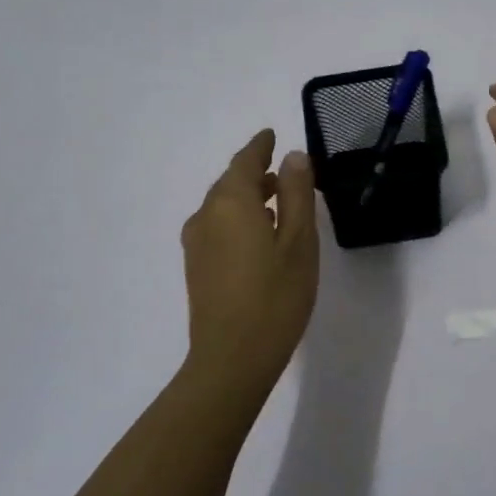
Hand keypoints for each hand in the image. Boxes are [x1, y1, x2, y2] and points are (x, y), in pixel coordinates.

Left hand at [181, 130, 319, 390]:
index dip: (260, 146)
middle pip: (230, 182)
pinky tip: (258, 236)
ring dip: (247, 198)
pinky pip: (217, 227)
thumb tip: (292, 157)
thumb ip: (296, 194)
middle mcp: (206, 216)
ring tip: (277, 204)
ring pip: (222, 206)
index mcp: (231, 203)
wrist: (232, 359)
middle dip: (255, 173)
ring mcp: (197, 243)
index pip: (245, 161)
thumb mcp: (299, 242)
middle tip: (284, 173)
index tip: (271, 135)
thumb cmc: (276, 297)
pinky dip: (238, 219)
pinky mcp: (196, 267)